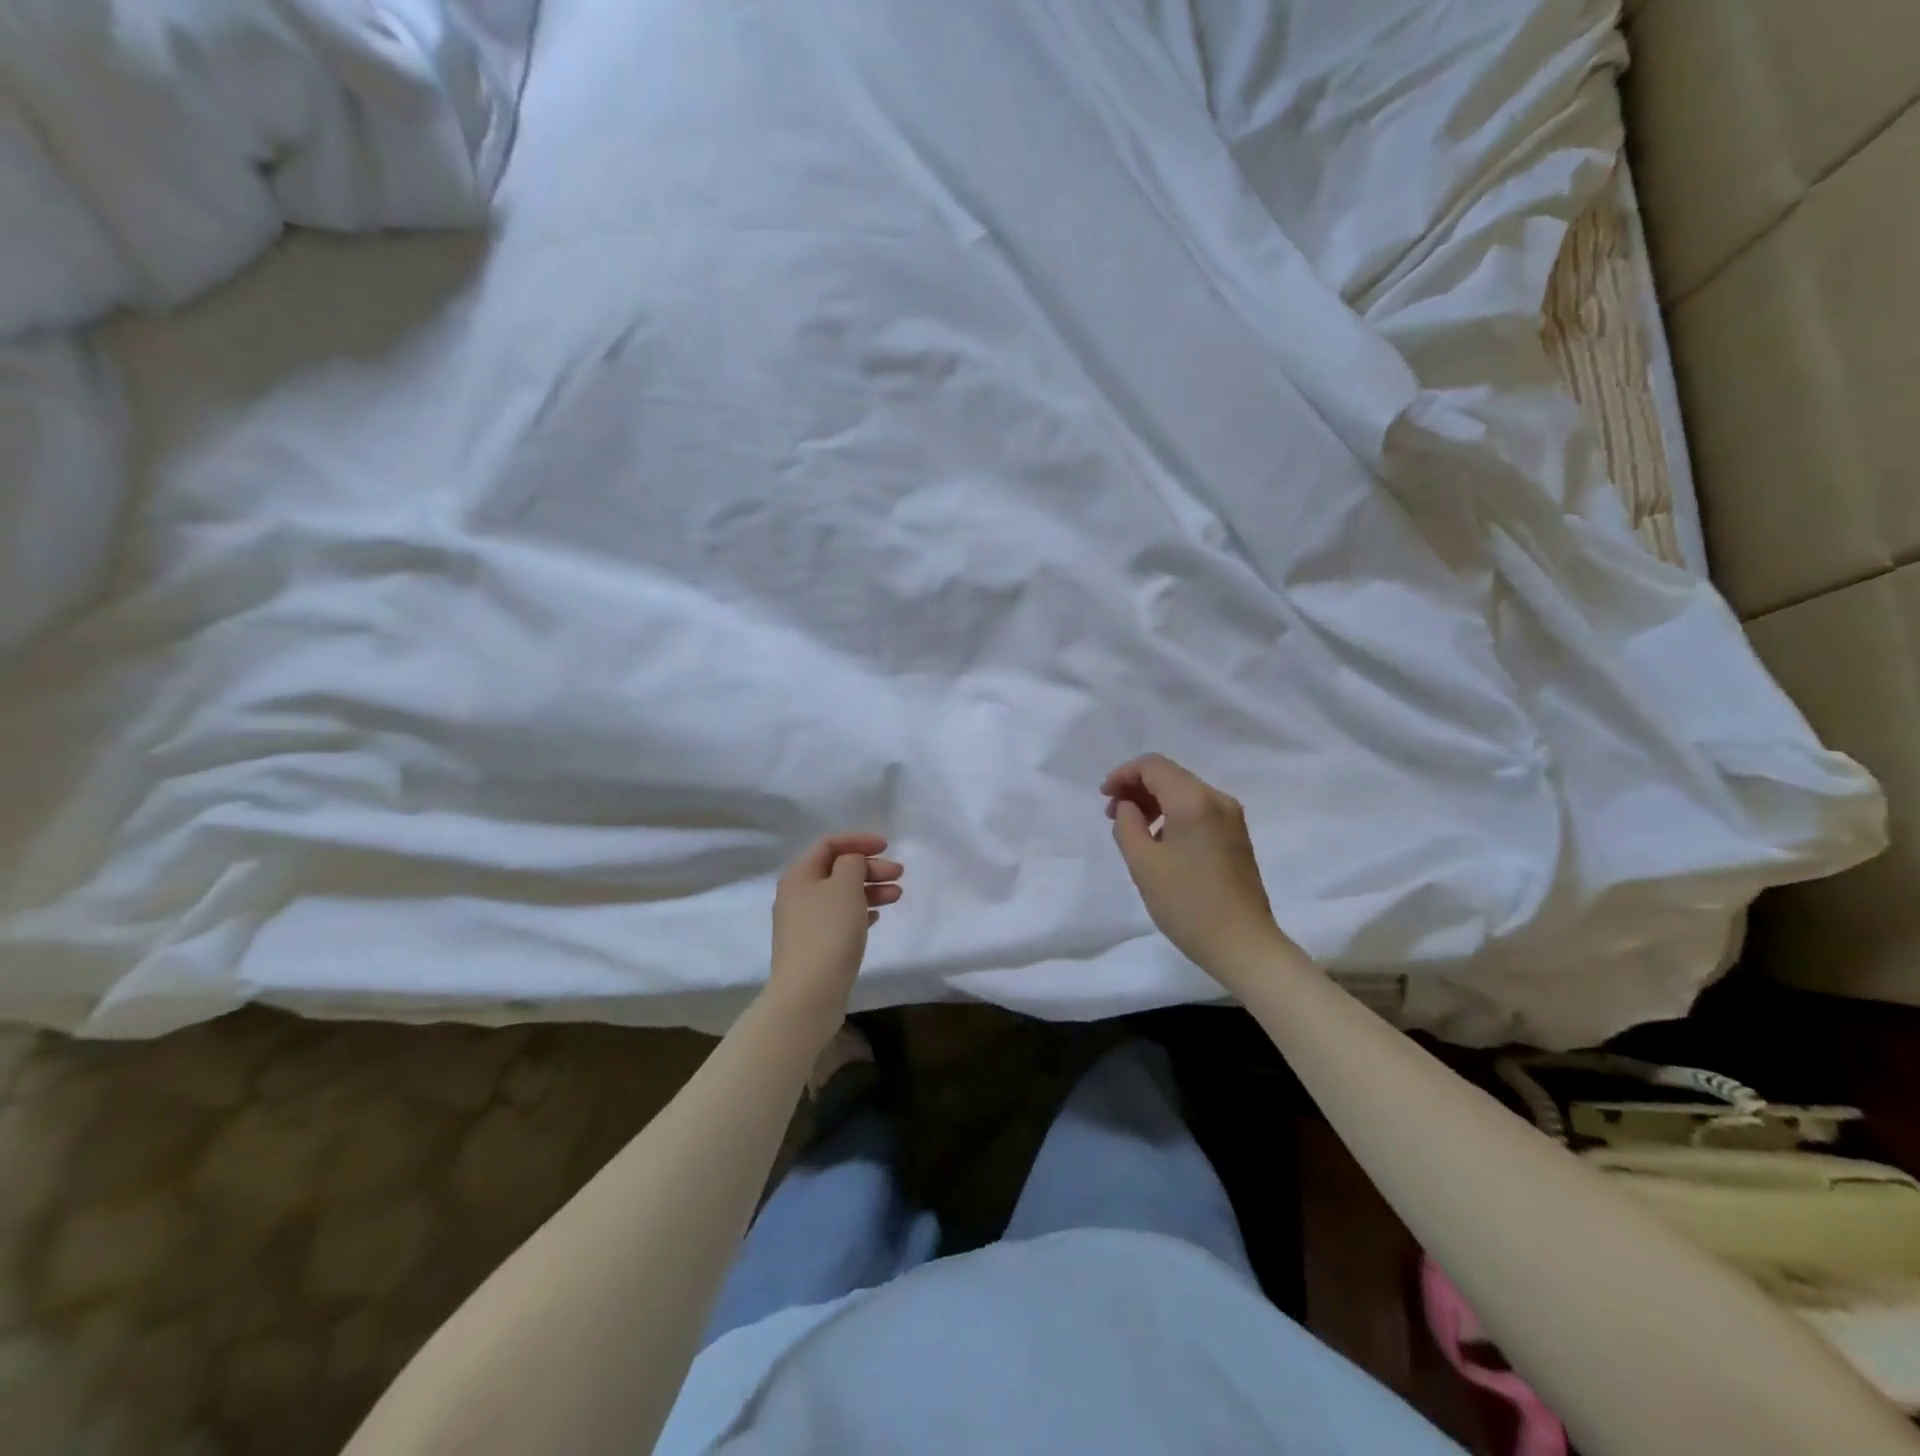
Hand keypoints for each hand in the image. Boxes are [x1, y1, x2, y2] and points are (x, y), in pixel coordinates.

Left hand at [766, 833, 903, 1028]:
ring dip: (870, 889)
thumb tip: (852, 862)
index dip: (858, 840)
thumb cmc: (828, 932)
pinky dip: (860, 911)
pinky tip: (878, 916)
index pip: (829, 844)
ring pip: (841, 895)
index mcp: (799, 875)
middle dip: (869, 867)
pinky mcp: (814, 946)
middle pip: (836, 870)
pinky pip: (840, 918)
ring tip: (897, 895)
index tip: (887, 846)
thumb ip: (852, 863)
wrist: (808, 994)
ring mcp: (804, 923)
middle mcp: (797, 895)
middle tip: (899, 874)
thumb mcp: (845, 887)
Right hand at [1103, 754, 1292, 984]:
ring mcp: (1232, 819)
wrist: (1243, 944)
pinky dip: (1174, 815)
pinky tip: (1160, 842)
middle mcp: (1217, 800)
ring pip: (1185, 793)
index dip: (1123, 774)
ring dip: (1155, 802)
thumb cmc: (1187, 903)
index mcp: (1194, 800)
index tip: (1103, 797)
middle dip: (1137, 788)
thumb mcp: (1143, 864)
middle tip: (1113, 815)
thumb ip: (1128, 824)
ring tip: (1133, 830)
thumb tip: (1129, 806)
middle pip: (1170, 775)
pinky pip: (1199, 811)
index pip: (1153, 766)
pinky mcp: (1237, 837)